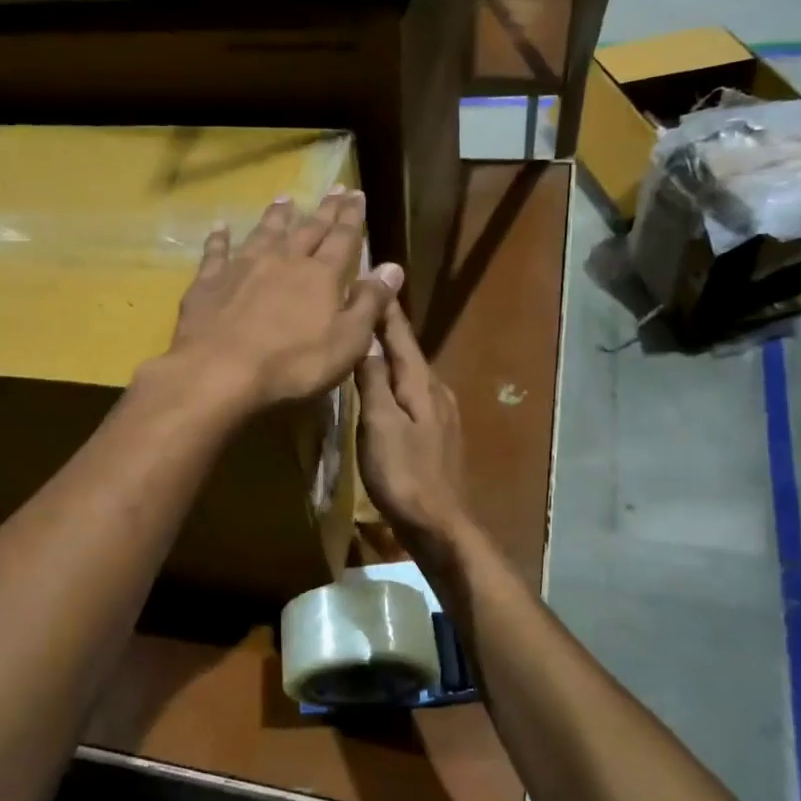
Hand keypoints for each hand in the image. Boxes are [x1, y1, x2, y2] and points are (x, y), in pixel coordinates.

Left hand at [167, 187, 403, 410]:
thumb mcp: (347, 342)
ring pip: (264, 233)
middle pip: (308, 229)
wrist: (219, 371)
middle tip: (334, 189)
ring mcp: (242, 268)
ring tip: (286, 198)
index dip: (352, 217)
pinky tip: (220, 227)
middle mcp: (283, 261)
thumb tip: (392, 267)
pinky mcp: (209, 283)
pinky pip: (216, 253)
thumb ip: (370, 303)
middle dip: (324, 210)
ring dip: (276, 216)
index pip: (343, 239)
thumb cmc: (293, 364)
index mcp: (320, 275)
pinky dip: (219, 238)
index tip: (357, 195)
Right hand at [356, 297, 470, 549]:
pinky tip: (383, 388)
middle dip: (385, 327)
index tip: (371, 277)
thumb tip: (367, 340)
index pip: (399, 335)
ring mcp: (440, 413)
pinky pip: (411, 395)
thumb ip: (374, 381)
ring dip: (389, 354)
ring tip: (366, 340)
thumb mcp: (380, 425)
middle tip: (360, 304)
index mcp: (421, 383)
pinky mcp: (437, 434)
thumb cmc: (404, 475)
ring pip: (410, 373)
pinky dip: (394, 382)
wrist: (440, 524)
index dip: (384, 308)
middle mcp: (436, 390)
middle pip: (406, 351)